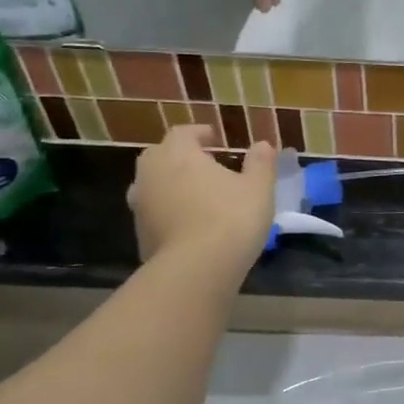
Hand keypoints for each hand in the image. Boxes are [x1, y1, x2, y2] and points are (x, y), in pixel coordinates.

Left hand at [128, 127, 277, 278]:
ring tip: (196, 195)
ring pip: (153, 185)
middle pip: (161, 155)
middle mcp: (151, 174)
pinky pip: (155, 213)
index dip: (199, 133)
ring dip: (171, 185)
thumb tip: (263, 145)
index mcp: (178, 154)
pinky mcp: (140, 234)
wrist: (196, 269)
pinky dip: (169, 212)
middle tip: (204, 165)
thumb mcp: (258, 188)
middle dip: (180, 157)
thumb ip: (260, 163)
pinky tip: (189, 225)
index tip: (214, 137)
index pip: (183, 133)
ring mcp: (141, 205)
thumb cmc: (231, 218)